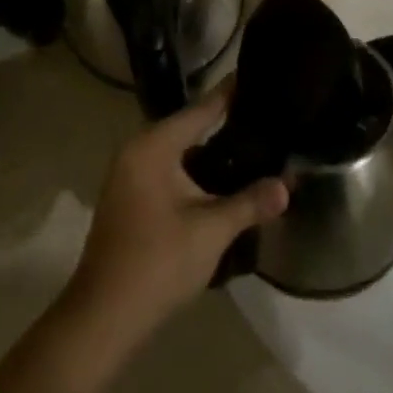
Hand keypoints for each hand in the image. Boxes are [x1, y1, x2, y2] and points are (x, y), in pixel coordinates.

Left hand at [66, 90, 288, 341]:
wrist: (105, 317)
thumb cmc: (158, 262)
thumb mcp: (212, 229)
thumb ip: (250, 202)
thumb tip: (288, 185)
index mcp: (153, 147)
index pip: (200, 109)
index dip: (231, 94)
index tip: (257, 75)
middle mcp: (137, 152)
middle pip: (190, 128)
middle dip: (227, 125)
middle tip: (267, 117)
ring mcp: (129, 177)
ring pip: (180, 154)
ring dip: (213, 154)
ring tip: (255, 147)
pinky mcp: (131, 200)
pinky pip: (170, 173)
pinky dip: (197, 174)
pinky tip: (225, 183)